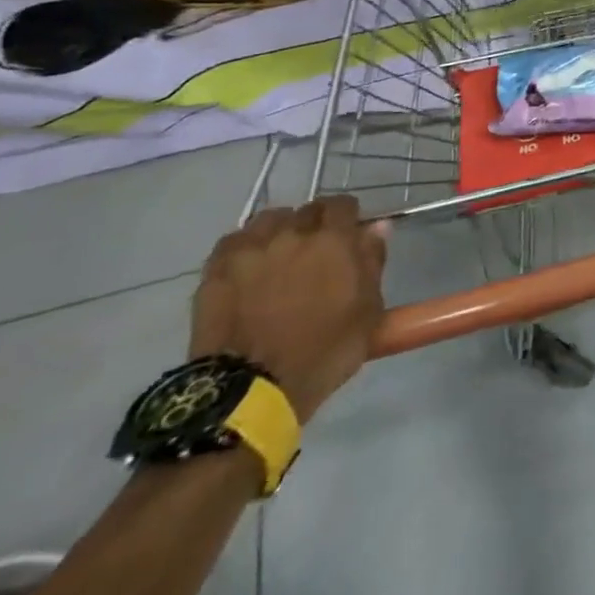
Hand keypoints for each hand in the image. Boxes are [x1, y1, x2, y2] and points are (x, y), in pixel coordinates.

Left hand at [189, 196, 387, 421]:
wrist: (253, 389)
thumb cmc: (325, 350)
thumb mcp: (369, 310)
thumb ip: (373, 262)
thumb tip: (378, 226)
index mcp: (334, 241)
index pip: (342, 205)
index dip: (348, 215)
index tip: (350, 232)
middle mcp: (292, 235)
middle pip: (306, 210)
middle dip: (315, 223)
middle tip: (318, 250)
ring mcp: (250, 251)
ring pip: (268, 220)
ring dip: (279, 230)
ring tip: (280, 253)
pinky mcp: (216, 271)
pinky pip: (234, 241)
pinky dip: (246, 246)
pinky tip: (250, 265)